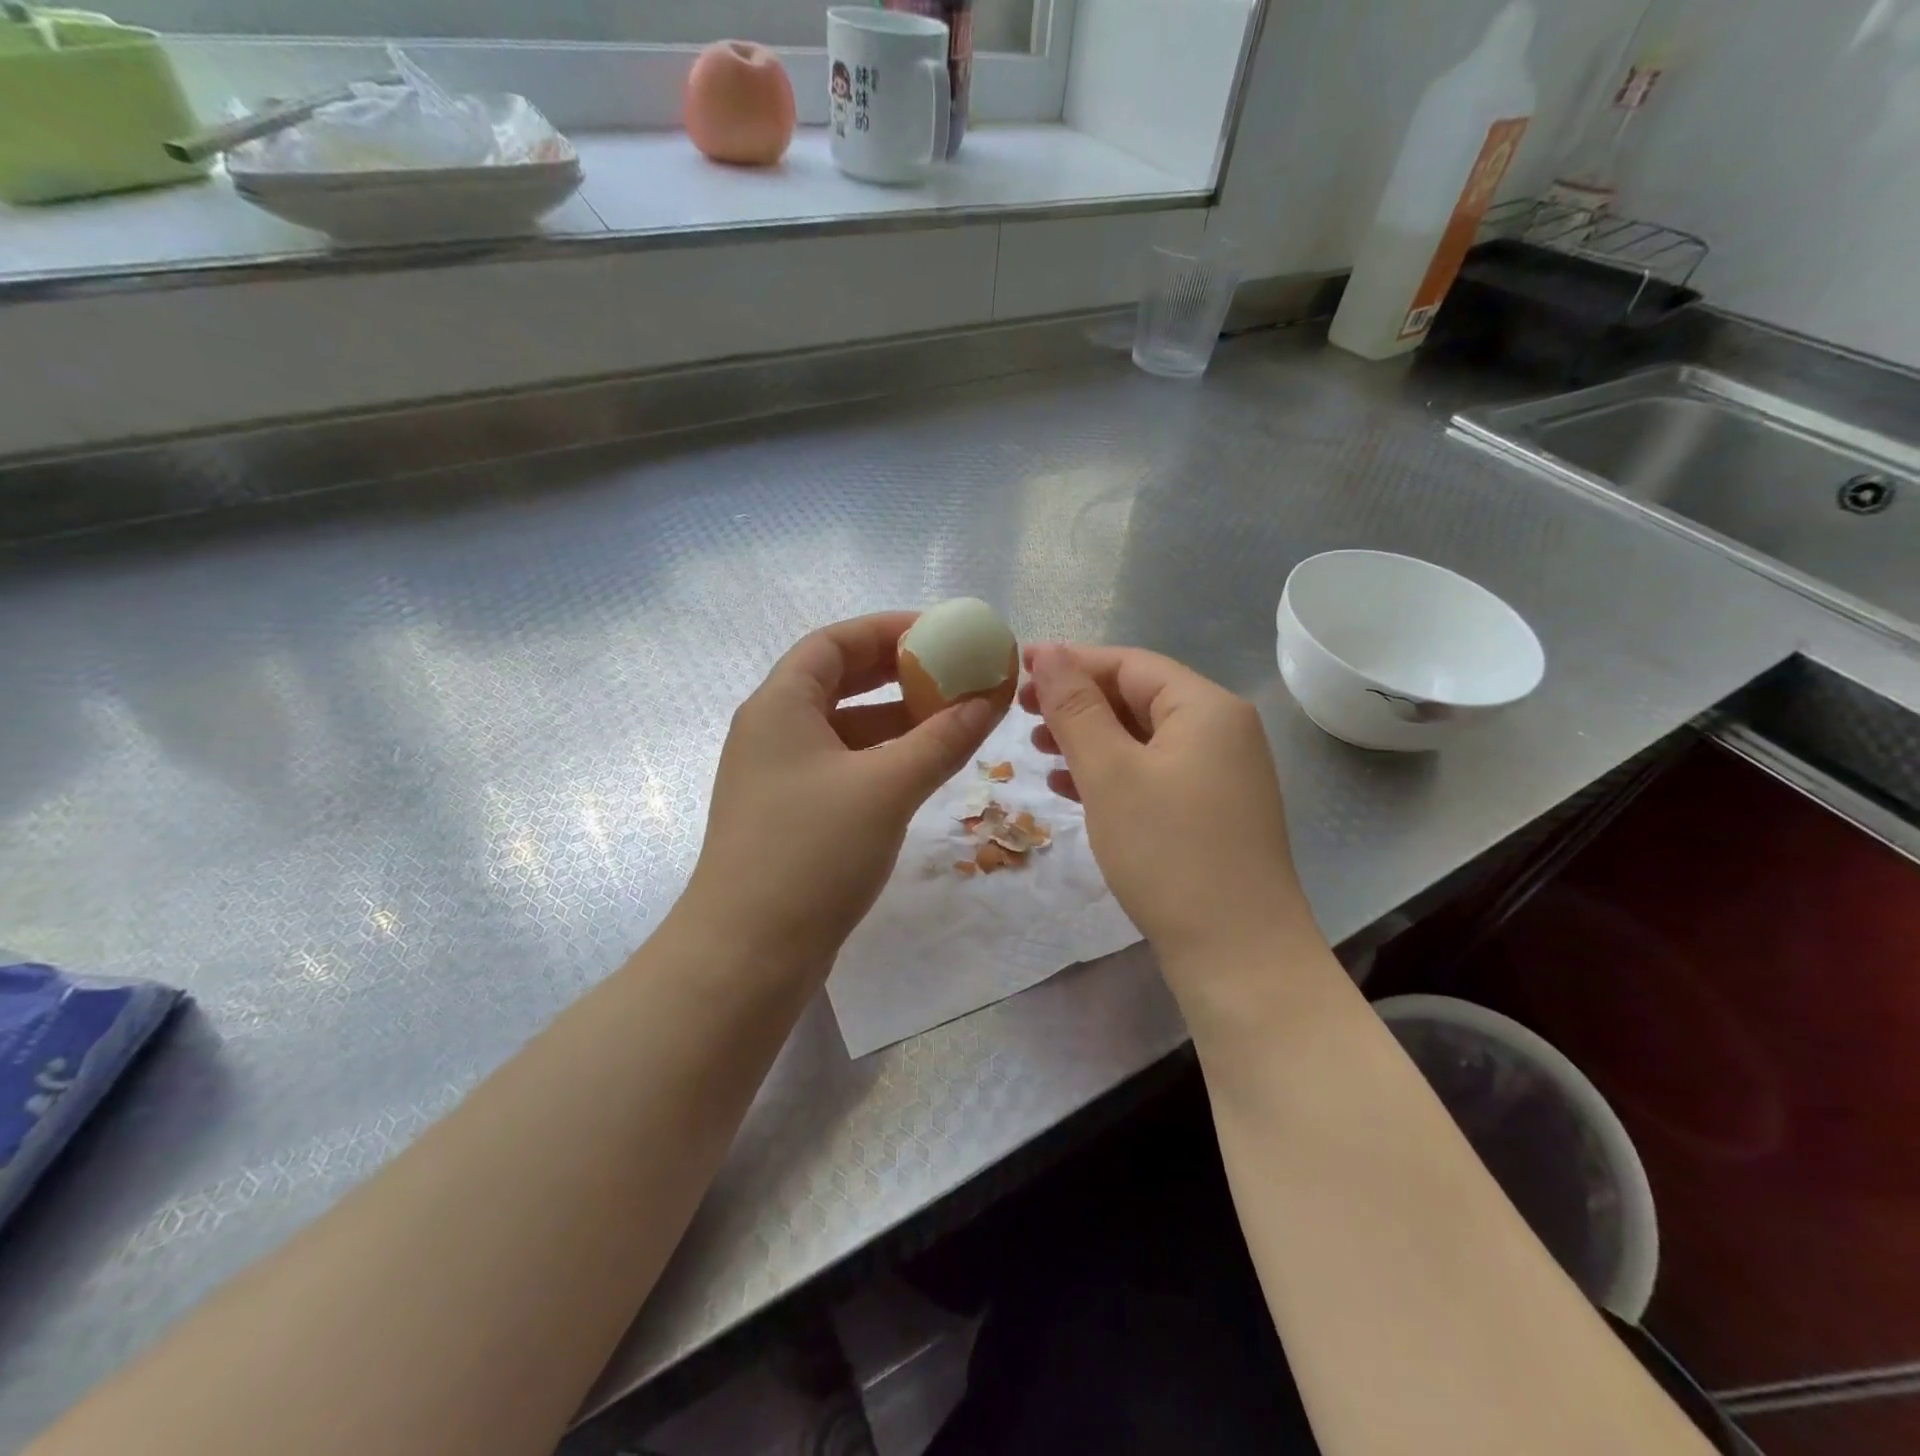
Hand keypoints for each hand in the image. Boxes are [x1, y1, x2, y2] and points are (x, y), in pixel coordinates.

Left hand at [684, 612, 1003, 974]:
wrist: (748, 953)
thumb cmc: (812, 853)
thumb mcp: (887, 787)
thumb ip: (943, 738)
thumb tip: (991, 696)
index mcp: (780, 705)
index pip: (834, 642)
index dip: (887, 629)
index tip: (940, 633)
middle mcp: (772, 730)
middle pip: (839, 680)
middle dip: (897, 673)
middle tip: (952, 673)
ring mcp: (778, 775)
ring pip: (844, 727)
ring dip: (895, 719)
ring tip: (951, 720)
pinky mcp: (790, 813)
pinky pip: (843, 766)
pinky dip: (882, 758)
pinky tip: (921, 769)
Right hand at [1021, 644, 1317, 971]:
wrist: (1238, 953)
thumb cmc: (1169, 852)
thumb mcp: (1111, 773)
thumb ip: (1076, 708)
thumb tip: (1050, 652)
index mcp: (1205, 708)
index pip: (1129, 664)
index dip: (1071, 662)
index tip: (1018, 668)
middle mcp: (1221, 731)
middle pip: (1137, 697)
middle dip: (1077, 703)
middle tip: (1021, 713)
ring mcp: (1220, 774)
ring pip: (1142, 738)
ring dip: (1088, 739)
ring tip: (1037, 749)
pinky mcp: (1211, 811)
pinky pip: (1153, 773)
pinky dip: (1111, 773)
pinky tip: (1069, 787)